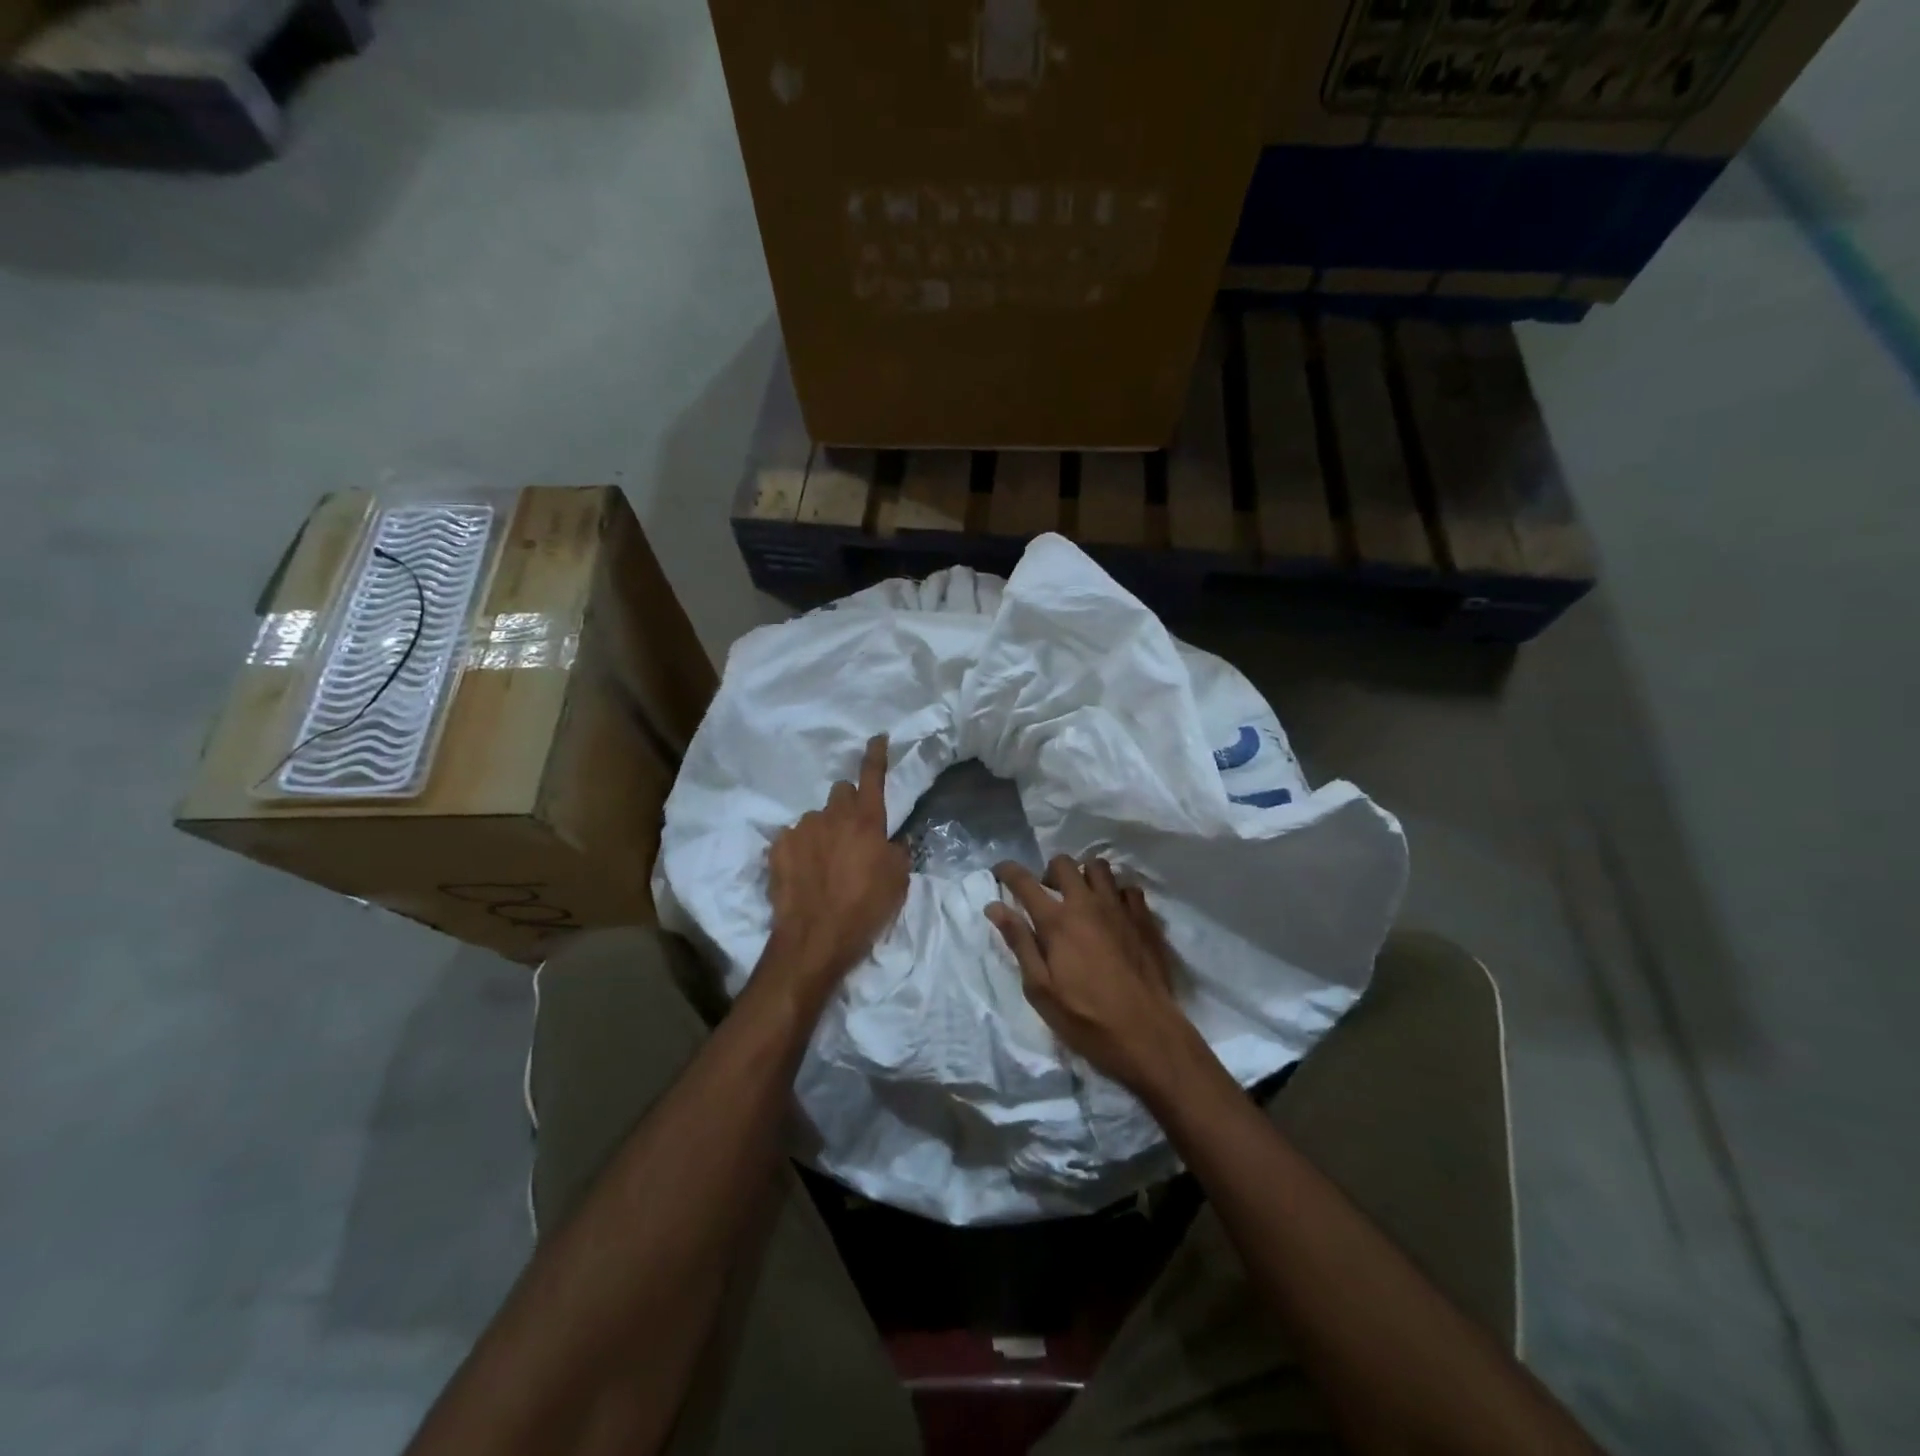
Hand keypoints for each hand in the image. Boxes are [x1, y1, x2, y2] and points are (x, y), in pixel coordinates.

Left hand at [765, 735, 909, 1005]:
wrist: (814, 939)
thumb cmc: (865, 909)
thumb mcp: (898, 881)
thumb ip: (897, 851)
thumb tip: (892, 839)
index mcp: (867, 820)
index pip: (872, 775)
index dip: (876, 755)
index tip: (877, 738)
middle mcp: (832, 815)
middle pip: (841, 791)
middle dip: (848, 805)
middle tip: (852, 834)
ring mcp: (801, 829)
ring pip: (816, 818)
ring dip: (823, 831)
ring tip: (825, 864)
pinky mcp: (778, 846)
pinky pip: (793, 837)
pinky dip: (800, 849)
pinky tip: (803, 874)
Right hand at [986, 856, 1201, 1096]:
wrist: (1147, 1034)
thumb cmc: (1086, 1018)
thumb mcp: (1040, 989)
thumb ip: (1019, 943)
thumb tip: (995, 907)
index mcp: (1056, 921)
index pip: (1024, 881)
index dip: (1007, 871)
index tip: (999, 872)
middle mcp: (1087, 904)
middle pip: (1063, 863)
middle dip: (1048, 872)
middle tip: (1047, 896)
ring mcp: (1119, 908)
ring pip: (1099, 867)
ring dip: (1084, 876)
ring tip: (1081, 898)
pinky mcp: (1144, 919)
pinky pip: (1128, 888)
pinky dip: (1116, 893)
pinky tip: (1113, 912)